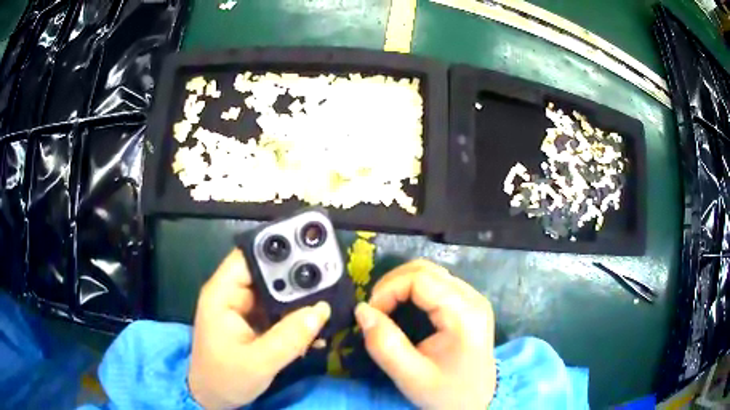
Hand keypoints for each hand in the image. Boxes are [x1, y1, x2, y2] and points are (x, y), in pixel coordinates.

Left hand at [188, 249, 330, 408]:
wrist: (213, 398)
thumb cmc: (225, 379)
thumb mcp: (259, 362)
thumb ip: (289, 337)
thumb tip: (321, 310)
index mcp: (222, 294)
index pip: (248, 256)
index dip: (276, 249)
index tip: (309, 251)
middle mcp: (232, 295)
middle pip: (265, 273)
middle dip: (295, 277)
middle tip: (327, 281)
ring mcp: (243, 309)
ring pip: (275, 292)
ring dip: (298, 300)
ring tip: (325, 305)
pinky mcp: (252, 322)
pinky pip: (277, 311)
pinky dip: (295, 317)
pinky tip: (313, 326)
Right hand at [354, 259, 495, 409]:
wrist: (476, 403)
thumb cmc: (446, 394)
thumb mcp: (411, 377)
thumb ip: (385, 345)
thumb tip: (362, 310)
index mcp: (464, 314)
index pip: (421, 279)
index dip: (389, 289)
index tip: (371, 314)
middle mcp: (472, 298)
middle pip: (426, 270)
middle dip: (392, 283)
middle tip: (375, 310)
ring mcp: (473, 299)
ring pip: (431, 273)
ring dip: (401, 284)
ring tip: (385, 308)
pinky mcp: (469, 305)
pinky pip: (437, 284)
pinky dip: (413, 289)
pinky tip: (403, 307)